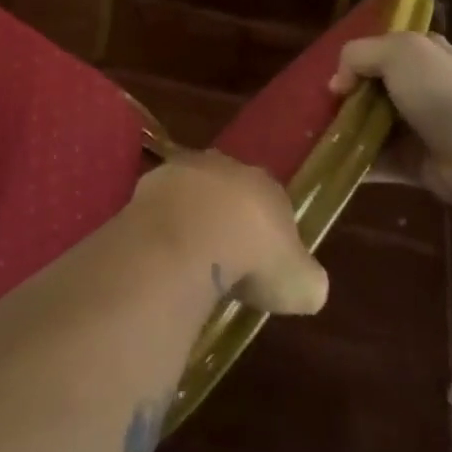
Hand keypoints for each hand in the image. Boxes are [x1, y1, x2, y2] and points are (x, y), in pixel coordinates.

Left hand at [127, 152, 328, 315]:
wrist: (189, 239)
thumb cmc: (254, 259)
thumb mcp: (302, 284)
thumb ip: (306, 279)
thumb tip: (305, 285)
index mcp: (267, 184)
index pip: (272, 202)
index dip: (268, 234)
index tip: (262, 264)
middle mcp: (225, 167)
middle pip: (228, 192)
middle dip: (226, 219)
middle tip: (224, 259)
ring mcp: (181, 170)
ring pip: (190, 193)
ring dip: (190, 218)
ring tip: (189, 259)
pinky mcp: (146, 184)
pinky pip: (159, 207)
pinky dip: (161, 226)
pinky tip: (162, 254)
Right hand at [327, 31, 451, 212]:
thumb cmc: (439, 93)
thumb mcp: (396, 52)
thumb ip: (357, 55)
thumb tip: (338, 85)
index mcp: (423, 54)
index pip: (381, 50)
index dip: (354, 62)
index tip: (334, 80)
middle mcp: (422, 87)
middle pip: (371, 90)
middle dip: (344, 100)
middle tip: (319, 109)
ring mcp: (418, 127)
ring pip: (370, 126)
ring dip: (344, 132)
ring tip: (315, 138)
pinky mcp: (413, 162)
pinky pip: (376, 161)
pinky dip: (354, 163)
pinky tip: (329, 163)